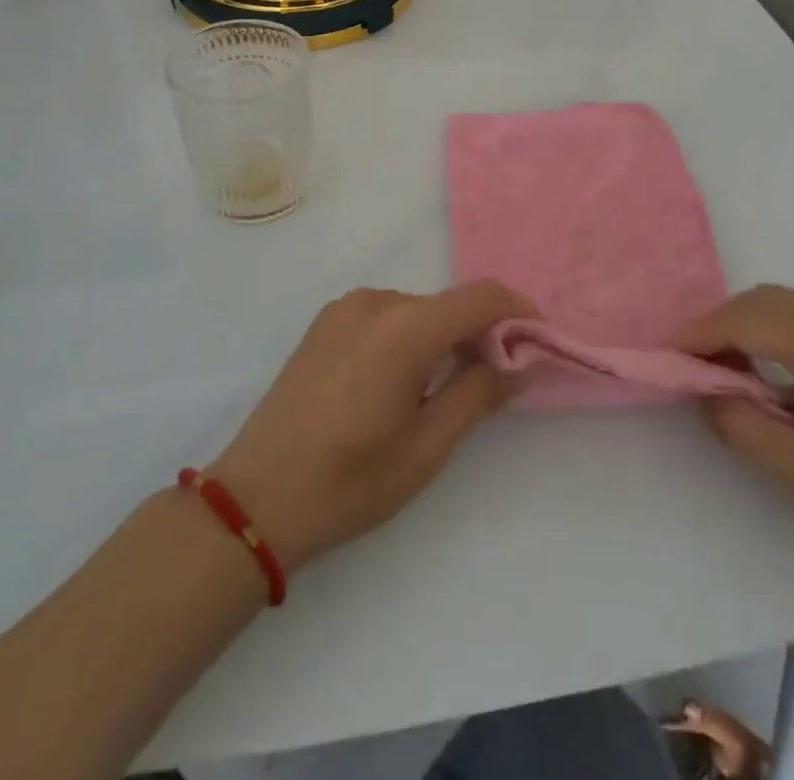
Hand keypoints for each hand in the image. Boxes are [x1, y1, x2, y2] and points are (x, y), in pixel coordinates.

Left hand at [207, 281, 533, 570]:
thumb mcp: (427, 446)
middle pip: (446, 305)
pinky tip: (396, 383)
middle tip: (493, 381)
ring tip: (440, 390)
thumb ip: (479, 394)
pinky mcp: (323, 323)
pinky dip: (406, 337)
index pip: (480, 296)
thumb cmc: (351, 479)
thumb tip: (518, 363)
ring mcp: (344, 308)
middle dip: (479, 333)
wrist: (257, 496)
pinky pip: (383, 316)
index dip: (516, 311)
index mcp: (405, 326)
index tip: (537, 341)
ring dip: (440, 337)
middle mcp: (375, 301)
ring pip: (415, 311)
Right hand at [678, 285, 793, 579]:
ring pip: (783, 302)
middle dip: (717, 327)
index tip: (663, 357)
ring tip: (728, 373)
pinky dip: (777, 330)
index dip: (697, 334)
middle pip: (760, 301)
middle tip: (692, 368)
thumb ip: (748, 432)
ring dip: (746, 327)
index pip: (743, 320)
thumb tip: (704, 395)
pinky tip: (777, 372)